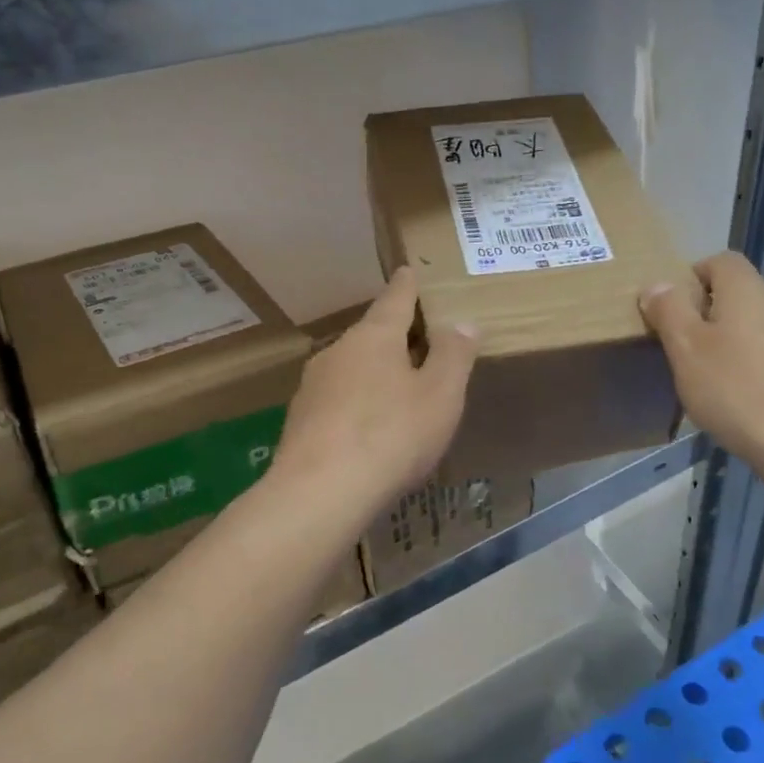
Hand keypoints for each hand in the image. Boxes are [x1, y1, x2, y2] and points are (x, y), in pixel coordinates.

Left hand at [274, 267, 477, 517]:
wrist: (320, 492)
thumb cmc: (392, 434)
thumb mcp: (440, 395)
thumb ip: (453, 355)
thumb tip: (463, 321)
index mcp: (374, 337)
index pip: (395, 299)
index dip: (407, 285)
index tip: (409, 270)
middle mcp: (338, 351)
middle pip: (372, 334)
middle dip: (394, 336)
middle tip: (420, 341)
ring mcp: (313, 386)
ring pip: (352, 368)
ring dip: (375, 373)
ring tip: (398, 390)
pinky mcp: (301, 421)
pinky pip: (338, 401)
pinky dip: (357, 405)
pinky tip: (369, 430)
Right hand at [640, 251, 763, 466]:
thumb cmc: (732, 385)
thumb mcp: (685, 346)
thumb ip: (668, 310)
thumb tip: (657, 285)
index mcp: (746, 290)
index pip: (720, 260)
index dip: (691, 275)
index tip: (670, 308)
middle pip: (735, 293)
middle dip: (703, 312)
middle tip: (677, 343)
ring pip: (749, 326)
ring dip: (723, 341)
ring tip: (700, 373)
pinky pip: (763, 354)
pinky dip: (743, 364)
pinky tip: (730, 395)